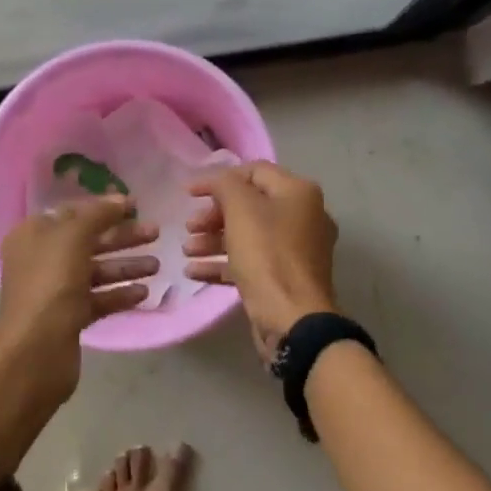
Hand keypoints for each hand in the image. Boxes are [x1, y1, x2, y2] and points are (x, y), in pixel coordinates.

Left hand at [0, 195, 158, 407]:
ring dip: (126, 266)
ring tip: (158, 265)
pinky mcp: (69, 318)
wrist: (35, 351)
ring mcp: (55, 291)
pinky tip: (145, 292)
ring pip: (96, 271)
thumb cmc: (50, 284)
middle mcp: (42, 259)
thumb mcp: (73, 237)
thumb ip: (98, 214)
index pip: (72, 212)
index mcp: (34, 235)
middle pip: (88, 241)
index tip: (135, 205)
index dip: (103, 207)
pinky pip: (99, 299)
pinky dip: (120, 294)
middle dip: (122, 237)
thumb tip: (119, 198)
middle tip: (156, 233)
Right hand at [184, 162, 340, 360]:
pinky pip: (251, 262)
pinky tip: (194, 272)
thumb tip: (216, 180)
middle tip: (189, 227)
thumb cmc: (267, 255)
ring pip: (248, 236)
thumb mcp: (241, 210)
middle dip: (214, 215)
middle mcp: (302, 217)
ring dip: (213, 240)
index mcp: (298, 193)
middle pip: (250, 205)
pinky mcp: (285, 279)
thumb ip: (225, 185)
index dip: (219, 178)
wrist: (293, 320)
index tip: (189, 194)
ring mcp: (295, 251)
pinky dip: (223, 263)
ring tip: (187, 251)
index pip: (254, 171)